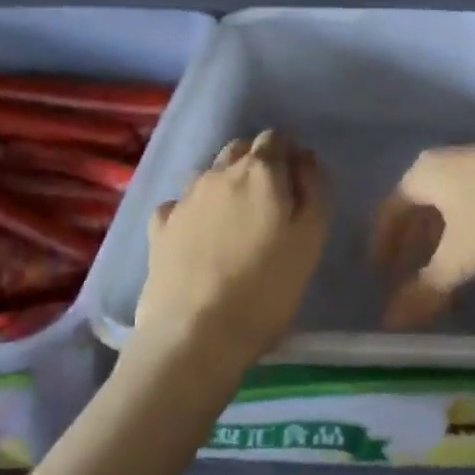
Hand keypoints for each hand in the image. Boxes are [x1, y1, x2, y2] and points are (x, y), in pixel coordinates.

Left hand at [135, 130, 330, 372]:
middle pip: (240, 149)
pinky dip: (193, 210)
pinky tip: (197, 234)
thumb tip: (306, 159)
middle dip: (256, 163)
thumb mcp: (310, 239)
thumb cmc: (266, 289)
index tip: (298, 183)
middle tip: (270, 201)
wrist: (194, 336)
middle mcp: (219, 173)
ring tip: (235, 220)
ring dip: (225, 184)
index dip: (288, 155)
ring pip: (210, 173)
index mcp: (260, 171)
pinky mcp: (159, 227)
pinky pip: (180, 204)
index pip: (275, 139)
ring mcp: (184, 198)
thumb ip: (314, 190)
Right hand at [376, 142, 474, 328]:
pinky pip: (473, 204)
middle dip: (412, 241)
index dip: (383, 242)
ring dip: (440, 238)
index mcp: (424, 172)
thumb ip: (425, 289)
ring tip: (441, 270)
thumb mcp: (460, 257)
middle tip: (406, 275)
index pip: (391, 208)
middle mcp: (447, 161)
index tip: (379, 272)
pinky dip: (466, 230)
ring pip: (449, 205)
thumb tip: (391, 322)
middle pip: (419, 204)